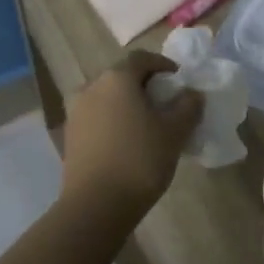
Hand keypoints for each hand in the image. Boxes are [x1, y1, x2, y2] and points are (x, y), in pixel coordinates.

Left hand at [59, 52, 203, 228]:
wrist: (96, 205)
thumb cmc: (140, 159)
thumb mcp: (174, 132)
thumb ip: (188, 107)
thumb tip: (193, 94)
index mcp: (117, 78)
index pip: (142, 58)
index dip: (163, 65)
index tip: (179, 81)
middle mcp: (91, 87)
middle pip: (122, 76)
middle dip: (145, 86)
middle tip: (166, 104)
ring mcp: (76, 112)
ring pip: (107, 98)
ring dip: (127, 104)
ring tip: (147, 125)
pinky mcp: (70, 136)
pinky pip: (97, 117)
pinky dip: (113, 121)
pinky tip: (127, 142)